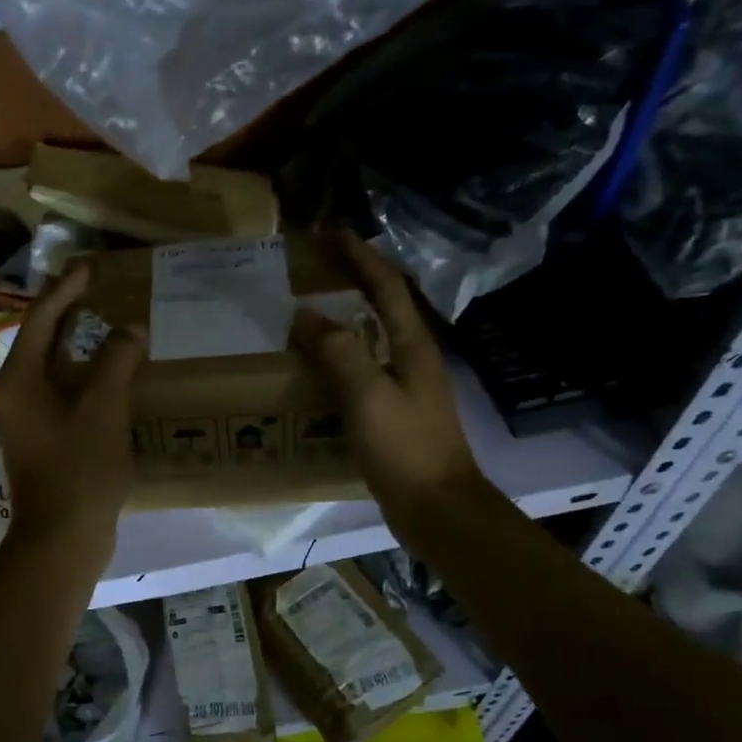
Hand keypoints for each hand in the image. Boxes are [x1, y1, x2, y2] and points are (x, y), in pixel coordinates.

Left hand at [0, 262, 145, 558]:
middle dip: (70, 313)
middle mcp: (16, 394)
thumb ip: (116, 361)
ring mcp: (27, 419)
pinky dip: (85, 376)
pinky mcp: (43, 439)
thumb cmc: (79, 468)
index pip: (40, 319)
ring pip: (54, 368)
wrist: (63, 537)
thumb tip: (130, 329)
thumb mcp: (103, 408)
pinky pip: (63, 392)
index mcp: (20, 380)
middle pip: (42, 340)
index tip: (90, 266)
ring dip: (81, 345)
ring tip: (111, 325)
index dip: (65, 289)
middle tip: (101, 289)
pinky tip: (113, 375)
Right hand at [291, 232, 490, 530]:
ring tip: (306, 312)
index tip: (330, 233)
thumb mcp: (368, 395)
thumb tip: (304, 315)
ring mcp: (405, 386)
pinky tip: (316, 368)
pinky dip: (339, 357)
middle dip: (352, 280)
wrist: (436, 507)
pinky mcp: (394, 413)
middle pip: (382, 306)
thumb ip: (338, 351)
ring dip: (343, 319)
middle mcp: (412, 358)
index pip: (386, 286)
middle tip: (313, 269)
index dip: (360, 256)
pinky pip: (362, 371)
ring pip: (371, 338)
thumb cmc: (405, 447)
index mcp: (412, 345)